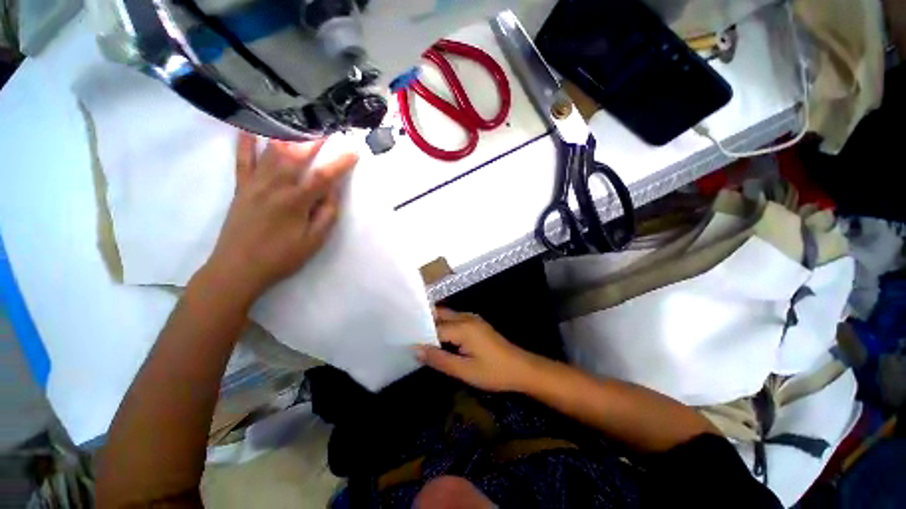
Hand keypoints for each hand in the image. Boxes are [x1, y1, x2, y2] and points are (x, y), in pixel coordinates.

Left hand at [207, 133, 356, 300]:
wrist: (237, 268)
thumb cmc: (281, 257)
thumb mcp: (314, 241)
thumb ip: (326, 214)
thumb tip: (333, 190)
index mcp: (296, 202)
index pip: (324, 176)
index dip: (341, 163)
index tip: (354, 150)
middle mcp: (275, 186)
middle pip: (297, 155)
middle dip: (315, 139)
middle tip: (327, 126)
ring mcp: (255, 183)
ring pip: (272, 151)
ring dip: (288, 134)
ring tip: (299, 121)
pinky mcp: (241, 187)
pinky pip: (242, 159)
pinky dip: (245, 142)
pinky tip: (249, 127)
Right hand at [414, 308, 540, 391]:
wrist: (521, 368)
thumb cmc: (493, 372)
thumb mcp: (464, 371)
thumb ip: (439, 359)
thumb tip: (416, 349)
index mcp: (463, 327)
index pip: (434, 327)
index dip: (419, 334)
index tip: (404, 340)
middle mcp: (466, 317)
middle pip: (439, 314)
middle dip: (425, 322)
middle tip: (409, 335)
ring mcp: (473, 319)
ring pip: (447, 315)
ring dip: (434, 323)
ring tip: (419, 336)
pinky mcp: (476, 323)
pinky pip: (455, 319)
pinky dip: (444, 325)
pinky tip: (439, 338)